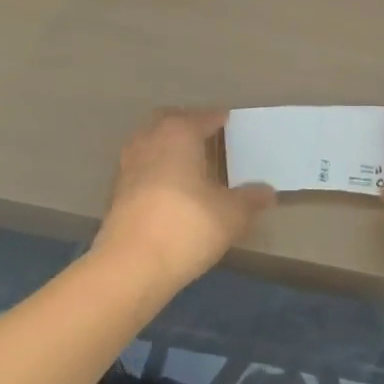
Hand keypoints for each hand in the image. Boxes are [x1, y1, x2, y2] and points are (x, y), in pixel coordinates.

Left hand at [94, 108, 274, 288]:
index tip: (232, 126)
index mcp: (180, 132)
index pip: (204, 116)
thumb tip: (268, 192)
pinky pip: (142, 166)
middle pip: (171, 120)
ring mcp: (128, 164)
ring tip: (190, 165)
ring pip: (151, 142)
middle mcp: (150, 139)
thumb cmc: (186, 227)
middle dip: (189, 125)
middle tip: (209, 138)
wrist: (130, 267)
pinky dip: (156, 169)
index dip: (220, 120)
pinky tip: (170, 190)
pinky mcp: (116, 191)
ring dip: (169, 147)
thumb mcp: (231, 215)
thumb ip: (251, 199)